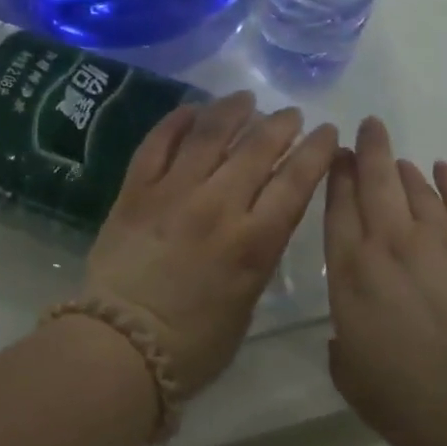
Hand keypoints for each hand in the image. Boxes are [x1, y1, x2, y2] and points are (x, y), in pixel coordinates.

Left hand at [85, 92, 337, 395]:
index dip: (316, 151)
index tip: (326, 132)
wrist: (120, 347)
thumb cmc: (193, 345)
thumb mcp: (246, 302)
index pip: (296, 181)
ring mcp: (174, 192)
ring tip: (246, 99)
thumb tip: (261, 221)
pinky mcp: (136, 190)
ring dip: (233, 110)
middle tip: (291, 114)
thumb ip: (258, 254)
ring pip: (210, 135)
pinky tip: (192, 109)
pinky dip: (176, 122)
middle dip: (281, 125)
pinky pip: (158, 143)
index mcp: (254, 241)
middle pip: (257, 149)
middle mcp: (218, 205)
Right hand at [325, 117, 446, 445]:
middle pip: (373, 181)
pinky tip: (445, 171)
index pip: (337, 210)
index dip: (334, 178)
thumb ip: (343, 354)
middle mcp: (391, 242)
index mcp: (354, 276)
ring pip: (415, 187)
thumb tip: (342, 334)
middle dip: (367, 150)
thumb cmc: (429, 411)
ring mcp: (442, 236)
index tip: (333, 156)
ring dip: (403, 169)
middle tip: (366, 128)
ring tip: (399, 161)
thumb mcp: (361, 391)